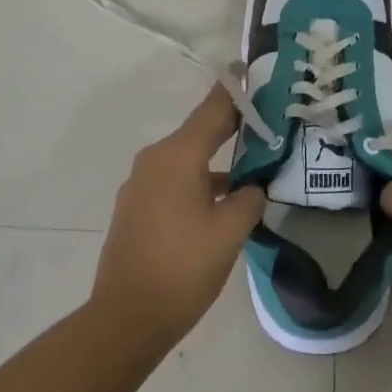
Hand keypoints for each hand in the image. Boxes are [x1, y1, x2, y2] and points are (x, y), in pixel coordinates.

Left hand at [90, 85, 266, 350]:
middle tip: (266, 121)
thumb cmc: (182, 269)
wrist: (125, 320)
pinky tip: (221, 201)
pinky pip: (173, 180)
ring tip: (252, 165)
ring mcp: (140, 184)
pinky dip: (198, 181)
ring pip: (187, 159)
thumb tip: (252, 187)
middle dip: (232, 126)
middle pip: (199, 132)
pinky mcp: (136, 208)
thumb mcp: (229, 232)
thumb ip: (249, 199)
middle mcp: (155, 160)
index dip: (236, 91)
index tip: (253, 71)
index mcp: (177, 155)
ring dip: (216, 160)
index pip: (213, 109)